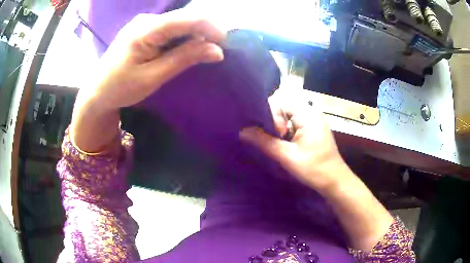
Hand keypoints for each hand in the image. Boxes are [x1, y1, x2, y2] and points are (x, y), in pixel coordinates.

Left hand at [83, 10, 224, 110]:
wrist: (97, 92)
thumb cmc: (121, 88)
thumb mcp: (153, 77)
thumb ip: (184, 59)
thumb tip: (217, 50)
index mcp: (146, 29)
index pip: (188, 18)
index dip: (211, 28)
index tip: (224, 45)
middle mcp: (146, 19)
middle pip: (185, 17)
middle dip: (204, 32)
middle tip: (213, 52)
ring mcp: (144, 22)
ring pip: (179, 22)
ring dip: (193, 36)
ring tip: (198, 54)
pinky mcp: (144, 28)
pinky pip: (170, 28)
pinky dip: (181, 38)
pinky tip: (182, 50)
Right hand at [240, 90, 350, 193]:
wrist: (334, 181)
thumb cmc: (314, 169)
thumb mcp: (287, 156)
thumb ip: (264, 142)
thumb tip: (242, 131)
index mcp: (307, 114)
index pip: (280, 100)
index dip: (272, 114)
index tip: (276, 134)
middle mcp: (311, 111)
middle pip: (284, 104)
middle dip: (274, 119)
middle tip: (275, 138)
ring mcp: (313, 119)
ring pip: (288, 113)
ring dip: (279, 125)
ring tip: (278, 141)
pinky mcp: (313, 127)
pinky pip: (294, 121)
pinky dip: (286, 129)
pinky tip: (285, 142)